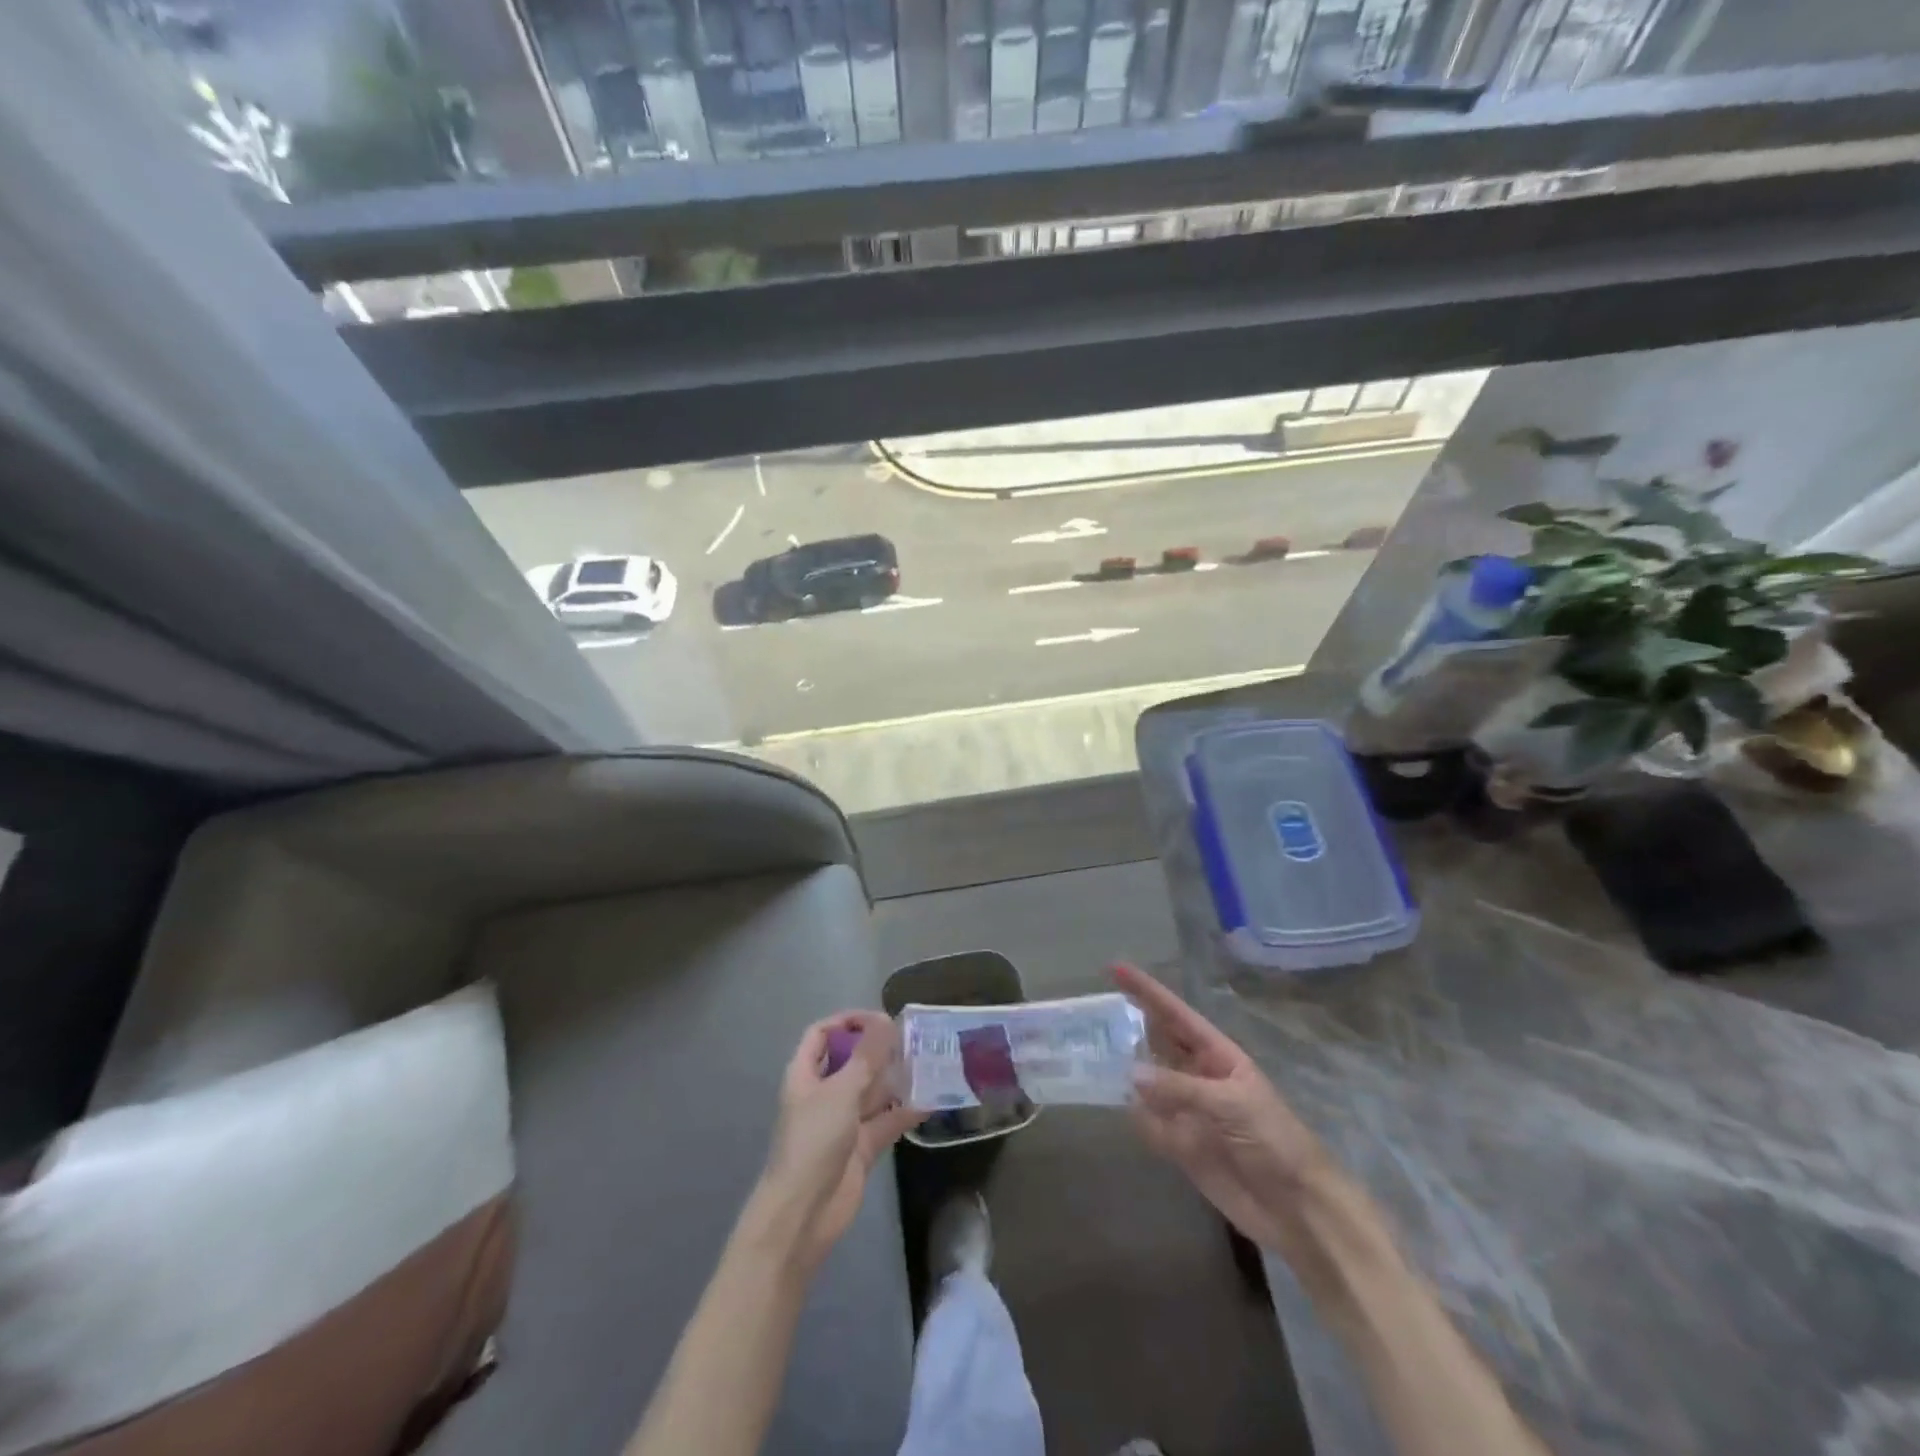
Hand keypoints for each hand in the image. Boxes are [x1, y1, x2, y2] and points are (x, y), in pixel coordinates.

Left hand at [750, 1010, 921, 1269]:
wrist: (803, 1215)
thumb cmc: (813, 1141)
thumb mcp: (841, 1092)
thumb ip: (866, 1057)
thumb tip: (885, 1020)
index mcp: (806, 1074)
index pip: (822, 1034)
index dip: (847, 1021)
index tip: (879, 1019)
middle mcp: (824, 1093)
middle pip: (851, 1061)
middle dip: (878, 1049)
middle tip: (913, 1039)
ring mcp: (843, 1121)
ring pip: (872, 1091)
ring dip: (895, 1079)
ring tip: (928, 1063)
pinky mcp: (861, 1148)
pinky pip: (886, 1121)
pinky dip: (905, 1112)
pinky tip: (931, 1100)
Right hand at [1114, 963, 1331, 1253]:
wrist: (1298, 1209)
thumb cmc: (1274, 1141)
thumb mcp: (1230, 1104)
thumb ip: (1179, 1089)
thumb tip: (1131, 1075)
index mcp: (1217, 1056)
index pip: (1175, 1014)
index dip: (1146, 991)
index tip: (1114, 968)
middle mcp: (1199, 1077)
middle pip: (1157, 1043)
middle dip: (1129, 1025)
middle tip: (1091, 1011)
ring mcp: (1189, 1111)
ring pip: (1148, 1082)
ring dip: (1125, 1070)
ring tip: (1090, 1052)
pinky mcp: (1182, 1146)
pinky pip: (1150, 1123)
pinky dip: (1135, 1116)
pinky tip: (1118, 1106)